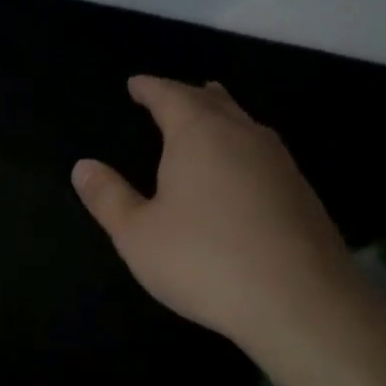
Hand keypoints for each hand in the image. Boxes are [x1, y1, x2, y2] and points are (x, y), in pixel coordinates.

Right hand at [71, 76, 365, 357]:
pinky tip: (241, 169)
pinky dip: (241, 147)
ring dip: (220, 116)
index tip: (136, 83)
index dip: (150, 87)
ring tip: (208, 116)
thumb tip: (84, 166)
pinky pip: (262, 152)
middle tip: (170, 96)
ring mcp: (279, 162)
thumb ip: (108, 197)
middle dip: (187, 95)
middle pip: (213, 101)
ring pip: (244, 123)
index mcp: (198, 134)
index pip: (170, 95)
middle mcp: (242, 136)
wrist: (301, 302)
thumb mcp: (137, 234)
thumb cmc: (204, 261)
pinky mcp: (301, 192)